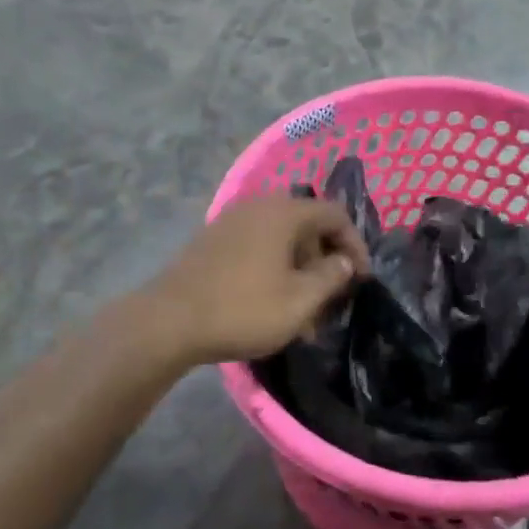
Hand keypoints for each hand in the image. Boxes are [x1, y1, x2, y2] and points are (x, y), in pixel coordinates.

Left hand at [146, 196, 371, 365]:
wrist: (167, 322)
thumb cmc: (243, 309)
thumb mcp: (300, 300)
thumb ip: (331, 276)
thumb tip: (344, 262)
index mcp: (284, 212)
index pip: (335, 214)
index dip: (355, 244)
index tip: (361, 279)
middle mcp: (258, 206)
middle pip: (307, 225)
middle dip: (325, 261)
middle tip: (331, 299)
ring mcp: (231, 221)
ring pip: (280, 239)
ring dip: (299, 270)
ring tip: (302, 312)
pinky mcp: (212, 241)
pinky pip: (256, 246)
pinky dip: (273, 268)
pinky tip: (270, 303)